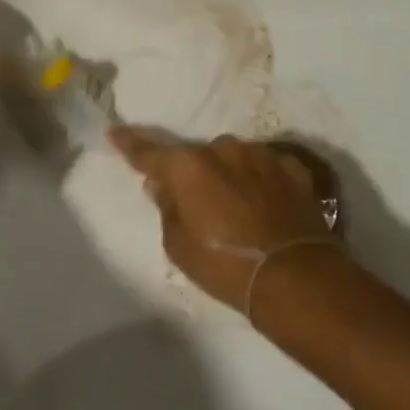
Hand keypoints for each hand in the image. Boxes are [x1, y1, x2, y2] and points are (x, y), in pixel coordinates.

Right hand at [108, 128, 337, 314]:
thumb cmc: (226, 267)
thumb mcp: (179, 247)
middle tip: (199, 205)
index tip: (114, 132)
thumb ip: (167, 208)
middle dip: (195, 174)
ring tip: (239, 210)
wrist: (295, 278)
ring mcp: (260, 155)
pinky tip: (268, 205)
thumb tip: (161, 185)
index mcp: (188, 167)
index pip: (149, 152)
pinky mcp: (292, 167)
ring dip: (230, 176)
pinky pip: (266, 168)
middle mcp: (223, 149)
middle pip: (198, 157)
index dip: (130, 143)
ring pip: (234, 158)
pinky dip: (262, 181)